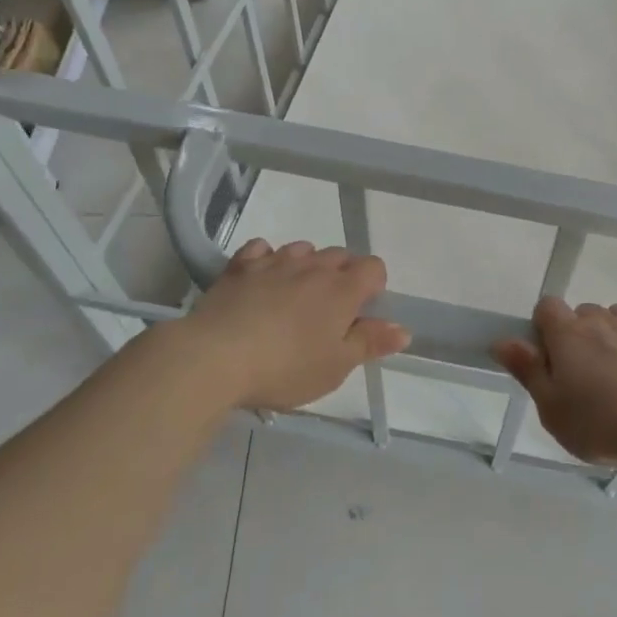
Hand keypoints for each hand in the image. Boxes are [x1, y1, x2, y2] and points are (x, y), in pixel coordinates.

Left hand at [179, 239, 409, 409]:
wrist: (214, 357)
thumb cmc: (285, 367)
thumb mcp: (335, 366)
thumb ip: (370, 343)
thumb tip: (403, 330)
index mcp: (343, 289)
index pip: (374, 267)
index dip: (373, 286)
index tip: (361, 313)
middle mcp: (313, 266)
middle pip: (340, 255)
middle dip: (341, 276)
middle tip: (328, 313)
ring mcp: (275, 262)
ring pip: (302, 250)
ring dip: (306, 266)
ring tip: (294, 297)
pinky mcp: (239, 266)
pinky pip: (261, 249)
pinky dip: (266, 259)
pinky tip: (261, 280)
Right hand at [493, 299, 616, 467]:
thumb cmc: (600, 424)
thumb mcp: (551, 409)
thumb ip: (527, 370)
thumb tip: (502, 340)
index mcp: (568, 334)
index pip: (547, 306)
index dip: (544, 327)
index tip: (549, 358)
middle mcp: (602, 320)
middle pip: (583, 313)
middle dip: (580, 335)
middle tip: (584, 376)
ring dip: (614, 333)